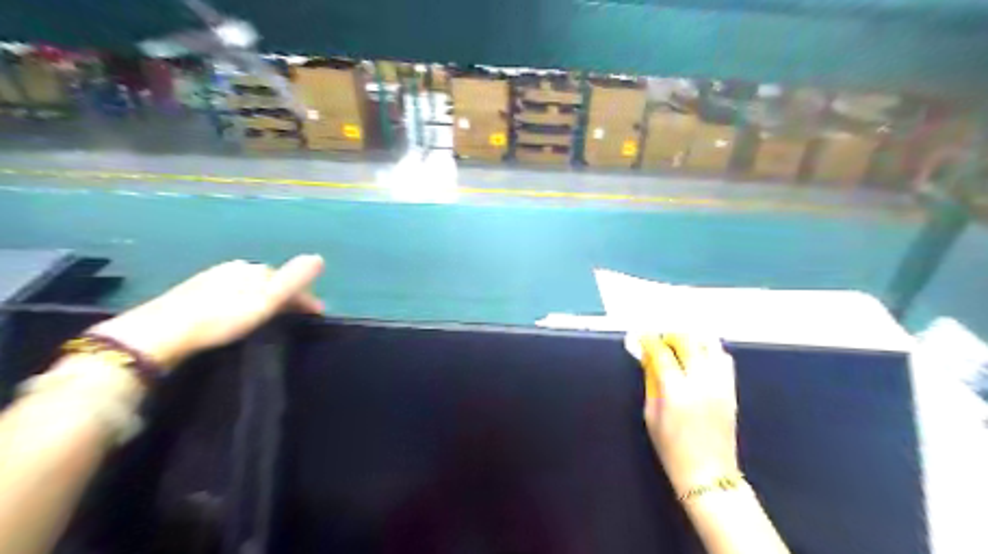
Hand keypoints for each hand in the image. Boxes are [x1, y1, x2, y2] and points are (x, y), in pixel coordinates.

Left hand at [88, 255, 324, 367]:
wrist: (162, 332)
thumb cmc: (221, 318)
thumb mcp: (264, 301)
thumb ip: (293, 280)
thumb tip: (319, 257)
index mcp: (253, 269)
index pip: (288, 279)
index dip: (305, 296)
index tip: (317, 315)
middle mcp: (235, 268)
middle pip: (270, 281)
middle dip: (286, 296)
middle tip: (296, 317)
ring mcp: (213, 278)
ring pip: (250, 286)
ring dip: (265, 299)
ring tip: (271, 316)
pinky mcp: (194, 292)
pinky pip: (232, 292)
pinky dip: (244, 301)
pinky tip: (237, 313)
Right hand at [637, 333, 735, 498]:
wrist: (708, 474)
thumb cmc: (671, 449)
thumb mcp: (651, 415)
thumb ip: (650, 381)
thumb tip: (646, 356)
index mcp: (676, 391)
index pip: (661, 352)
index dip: (649, 340)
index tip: (641, 336)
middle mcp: (701, 382)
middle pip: (688, 341)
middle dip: (670, 335)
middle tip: (660, 341)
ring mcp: (720, 384)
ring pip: (710, 344)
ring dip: (692, 340)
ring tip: (680, 346)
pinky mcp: (732, 390)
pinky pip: (723, 358)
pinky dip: (709, 351)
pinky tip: (698, 358)